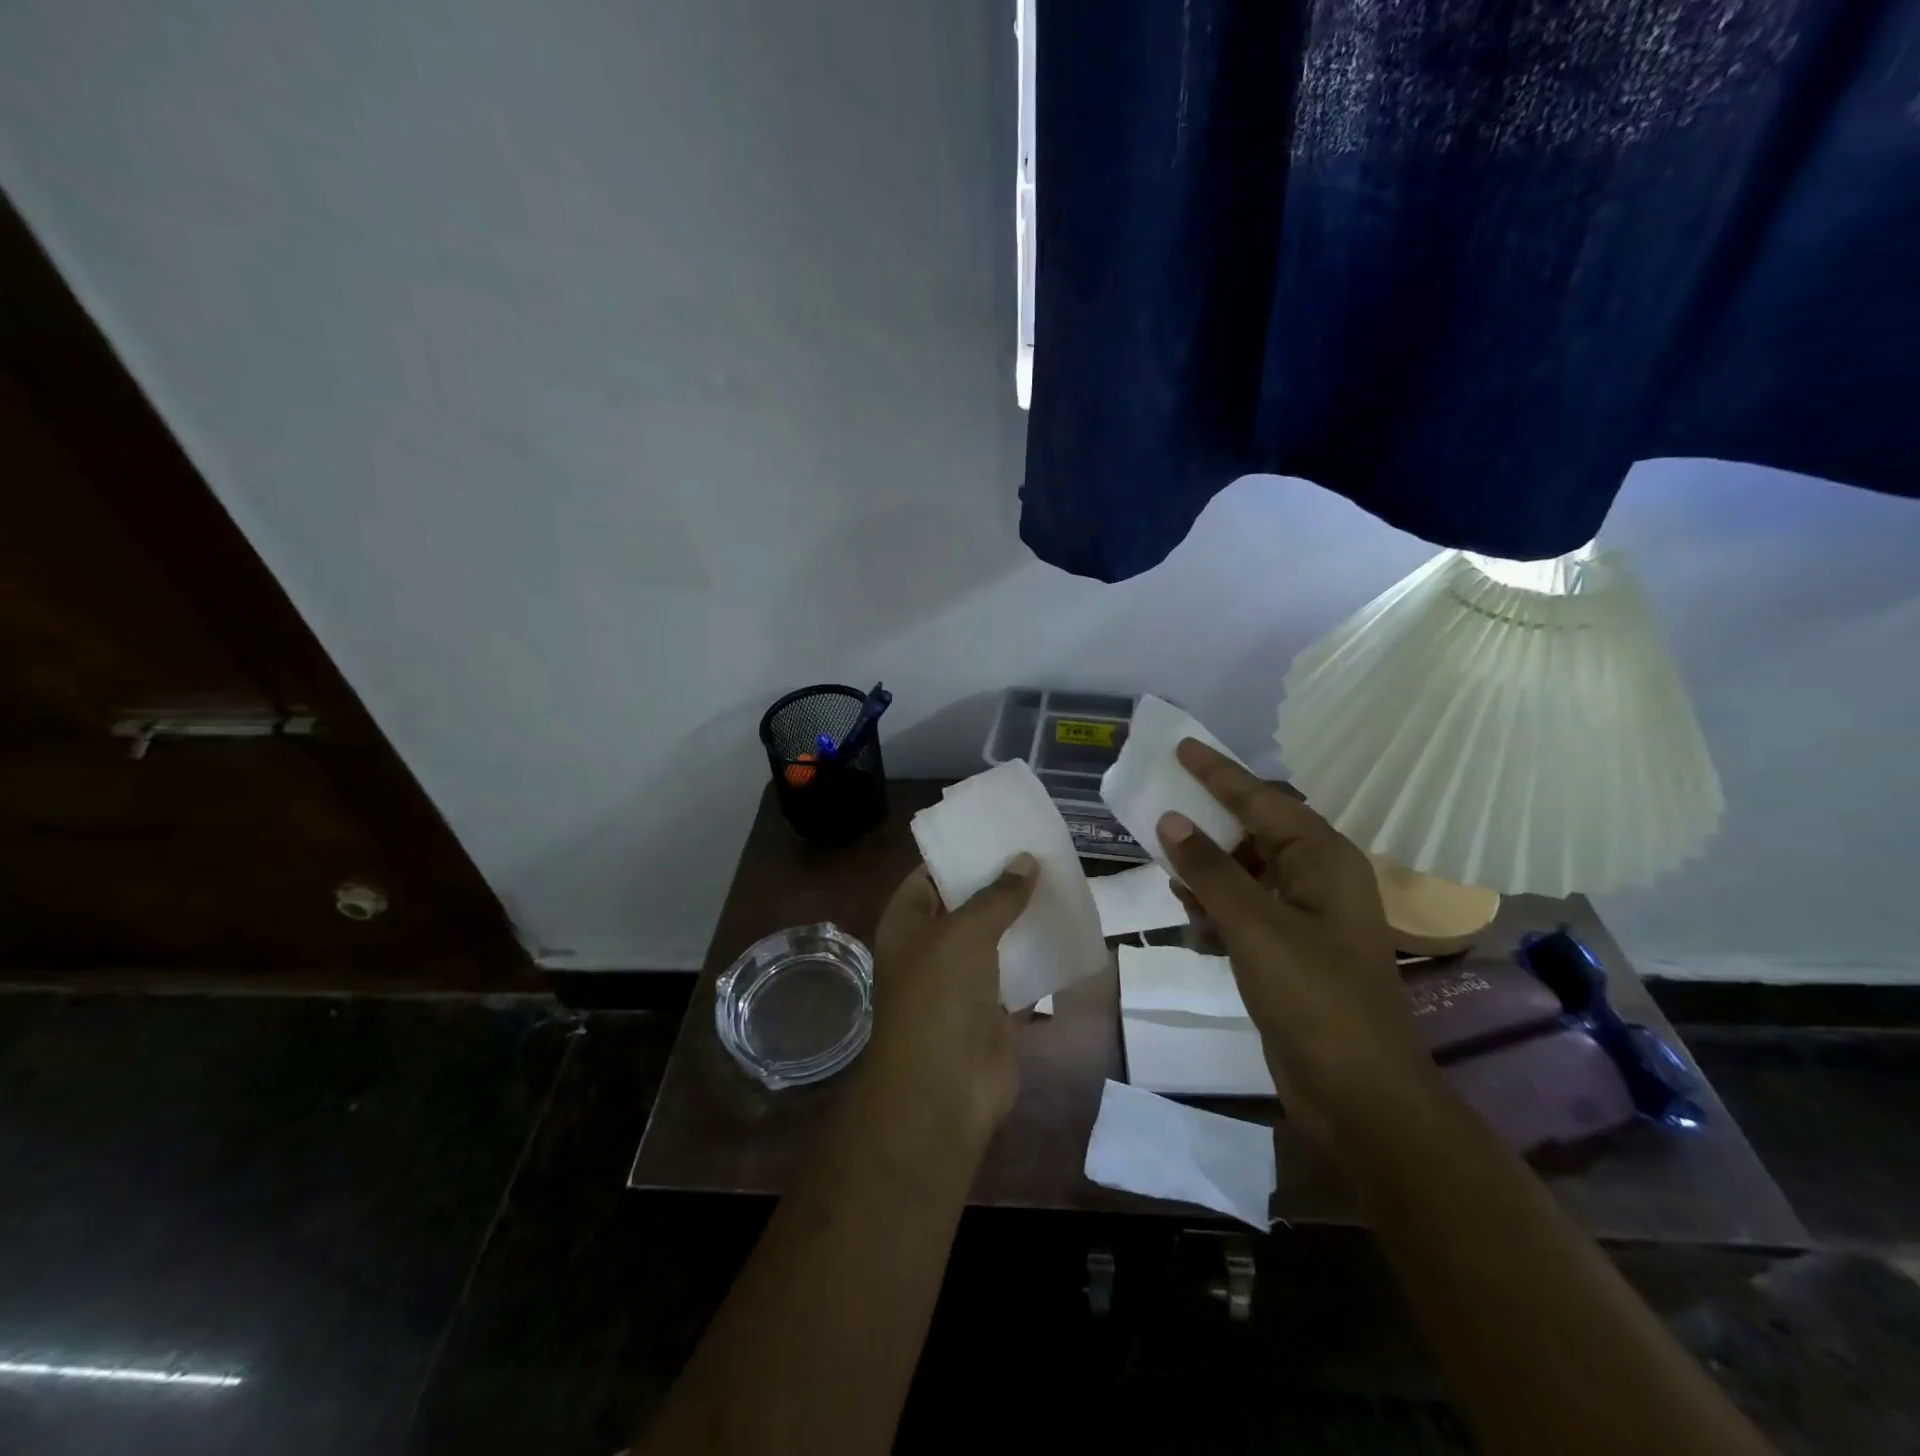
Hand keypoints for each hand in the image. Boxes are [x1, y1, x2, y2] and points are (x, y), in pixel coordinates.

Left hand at [864, 854, 1038, 1149]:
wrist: (944, 1091)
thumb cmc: (939, 998)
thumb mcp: (963, 933)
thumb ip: (996, 896)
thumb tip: (1025, 860)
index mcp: (907, 925)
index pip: (928, 876)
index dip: (957, 853)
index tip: (995, 831)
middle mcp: (931, 949)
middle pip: (965, 906)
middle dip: (998, 883)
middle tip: (1038, 851)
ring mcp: (962, 983)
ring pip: (995, 940)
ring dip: (1022, 919)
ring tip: (1060, 882)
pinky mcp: (993, 1012)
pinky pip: (1019, 976)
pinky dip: (1039, 958)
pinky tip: (1068, 932)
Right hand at [1156, 739, 1427, 1144]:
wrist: (1359, 1094)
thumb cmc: (1314, 997)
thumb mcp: (1255, 926)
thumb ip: (1210, 870)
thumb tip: (1171, 822)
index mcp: (1324, 858)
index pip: (1262, 799)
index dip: (1218, 772)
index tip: (1181, 746)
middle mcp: (1319, 878)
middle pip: (1254, 832)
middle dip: (1208, 824)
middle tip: (1161, 807)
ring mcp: (1306, 917)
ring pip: (1245, 873)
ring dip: (1208, 873)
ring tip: (1169, 873)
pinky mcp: (1291, 951)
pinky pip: (1245, 910)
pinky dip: (1217, 910)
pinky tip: (1193, 924)